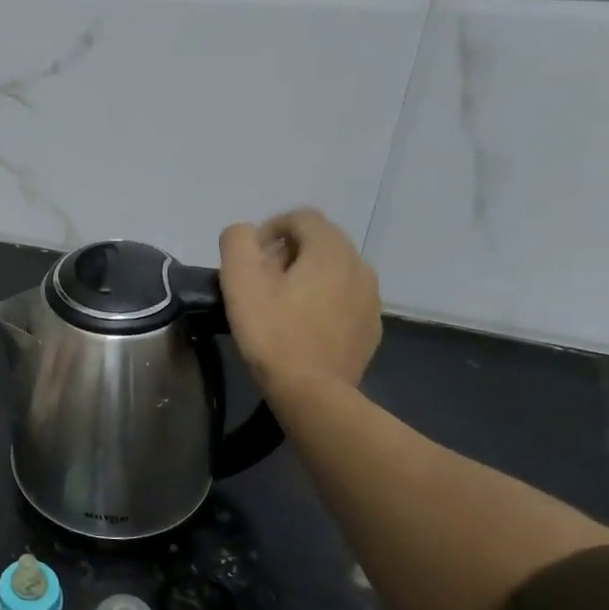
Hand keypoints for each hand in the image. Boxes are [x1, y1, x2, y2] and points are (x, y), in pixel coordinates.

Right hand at [219, 209, 380, 395]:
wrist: (312, 392)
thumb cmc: (273, 332)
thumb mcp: (240, 280)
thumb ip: (237, 242)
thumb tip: (245, 234)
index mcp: (330, 250)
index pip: (301, 217)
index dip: (270, 228)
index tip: (249, 258)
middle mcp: (359, 265)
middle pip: (320, 242)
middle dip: (287, 253)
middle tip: (259, 281)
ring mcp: (371, 298)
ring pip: (334, 271)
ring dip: (306, 277)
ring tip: (279, 305)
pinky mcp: (370, 327)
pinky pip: (344, 300)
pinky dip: (322, 302)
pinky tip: (301, 327)